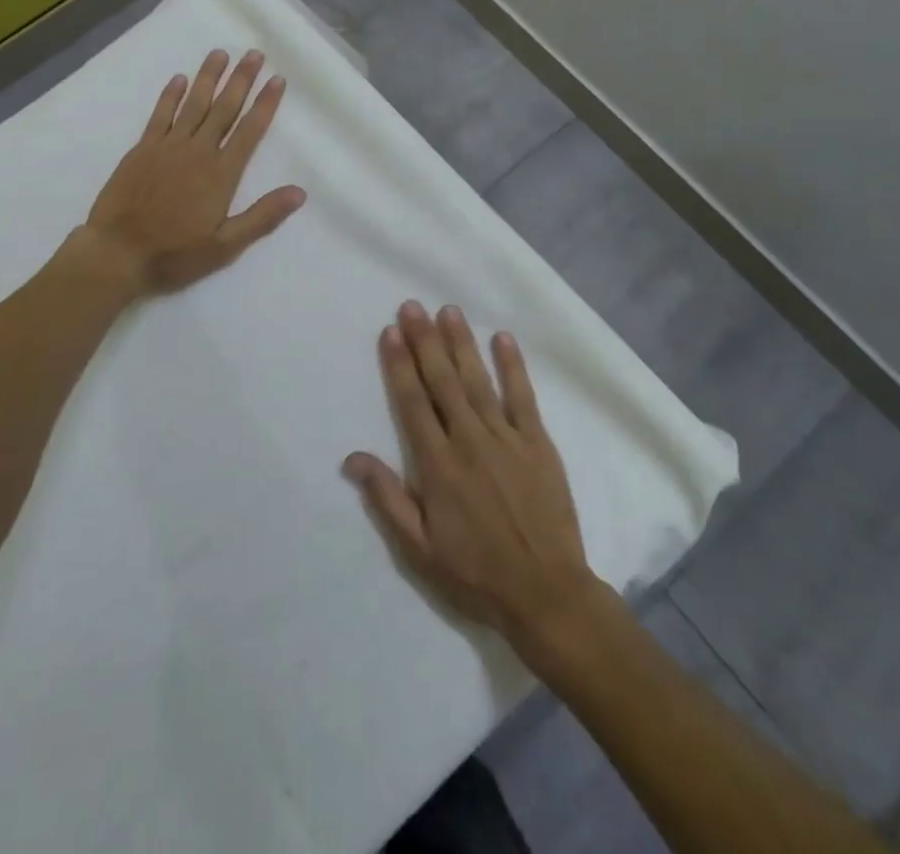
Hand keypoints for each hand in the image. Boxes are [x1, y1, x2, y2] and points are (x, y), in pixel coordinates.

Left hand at [82, 49, 305, 292]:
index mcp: (221, 174)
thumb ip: (262, 216)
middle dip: (241, 80)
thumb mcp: (226, 246)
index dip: (265, 104)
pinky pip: (160, 115)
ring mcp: (167, 147)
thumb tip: (299, 192)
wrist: (117, 253)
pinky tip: (179, 79)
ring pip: (194, 104)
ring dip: (208, 78)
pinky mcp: (142, 149)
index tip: (277, 79)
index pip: (250, 131)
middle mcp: (198, 152)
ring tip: (220, 53)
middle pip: (224, 108)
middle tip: (254, 53)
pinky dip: (170, 95)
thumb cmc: (175, 254)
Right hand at [344, 302, 612, 659]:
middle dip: (425, 340)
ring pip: (478, 380)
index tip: (390, 331)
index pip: (413, 403)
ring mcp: (507, 438)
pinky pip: (523, 396)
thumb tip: (352, 457)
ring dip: (462, 343)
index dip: (399, 365)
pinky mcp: (538, 442)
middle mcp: (470, 440)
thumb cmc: (476, 573)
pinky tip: (503, 339)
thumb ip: (387, 499)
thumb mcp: (420, 548)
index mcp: (438, 465)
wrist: (547, 593)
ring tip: (449, 311)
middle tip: (412, 306)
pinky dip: (513, 366)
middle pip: (442, 381)